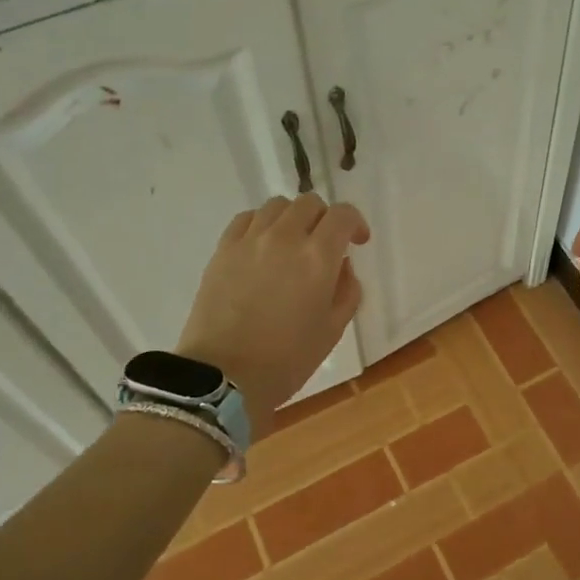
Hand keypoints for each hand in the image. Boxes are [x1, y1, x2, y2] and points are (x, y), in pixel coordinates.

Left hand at [178, 195, 369, 438]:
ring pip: (277, 205)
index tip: (357, 242)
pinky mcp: (223, 249)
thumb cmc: (287, 359)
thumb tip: (341, 266)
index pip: (343, 215)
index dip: (355, 223)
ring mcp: (250, 240)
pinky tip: (263, 246)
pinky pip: (246, 218)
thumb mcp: (333, 329)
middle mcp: (285, 237)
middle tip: (325, 244)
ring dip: (292, 218)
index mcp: (318, 257)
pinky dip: (262, 224)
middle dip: (324, 219)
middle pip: (309, 203)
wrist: (223, 376)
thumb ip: (347, 290)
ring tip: (292, 243)